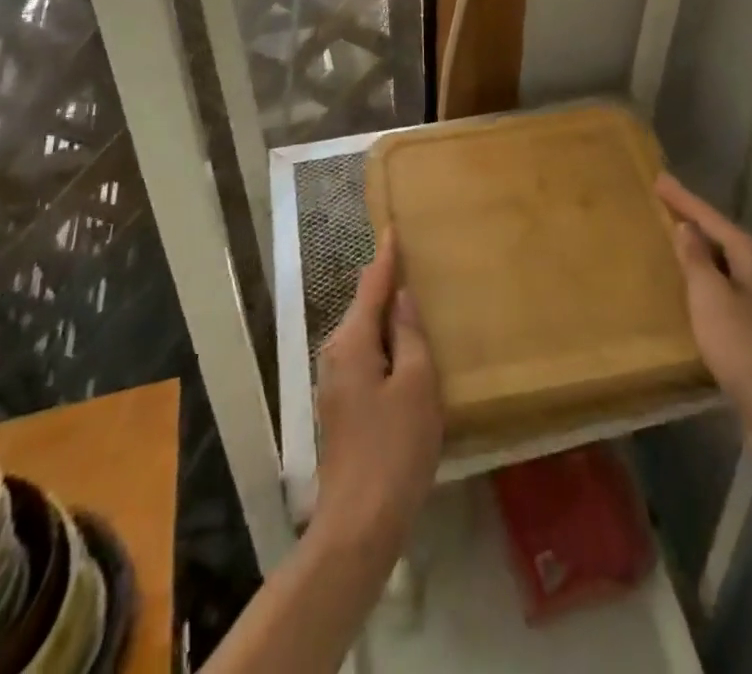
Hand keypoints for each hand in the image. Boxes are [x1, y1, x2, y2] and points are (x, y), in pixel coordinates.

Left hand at [311, 230, 442, 564]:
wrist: (359, 523)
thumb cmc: (395, 448)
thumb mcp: (416, 384)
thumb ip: (410, 334)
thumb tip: (402, 297)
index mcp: (353, 341)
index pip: (371, 285)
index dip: (386, 256)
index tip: (393, 227)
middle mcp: (336, 353)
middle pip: (364, 306)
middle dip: (386, 283)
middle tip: (414, 261)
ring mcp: (335, 381)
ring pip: (365, 332)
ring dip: (387, 314)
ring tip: (415, 297)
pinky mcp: (342, 404)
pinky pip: (365, 354)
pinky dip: (384, 341)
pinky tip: (404, 346)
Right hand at [657, 174, 751, 457]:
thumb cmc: (743, 345)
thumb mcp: (709, 296)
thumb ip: (696, 259)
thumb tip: (688, 228)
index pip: (712, 219)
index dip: (683, 199)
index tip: (659, 179)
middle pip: (728, 239)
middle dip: (698, 225)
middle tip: (668, 210)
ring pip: (734, 266)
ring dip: (708, 255)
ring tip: (681, 246)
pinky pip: (738, 290)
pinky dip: (717, 281)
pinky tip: (703, 291)